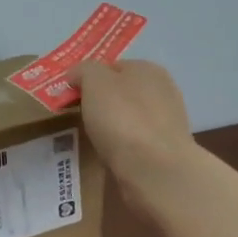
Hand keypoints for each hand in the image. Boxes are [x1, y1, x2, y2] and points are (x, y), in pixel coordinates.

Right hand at [71, 59, 196, 209]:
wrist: (154, 169)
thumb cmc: (122, 118)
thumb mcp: (95, 82)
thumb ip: (84, 71)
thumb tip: (77, 75)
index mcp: (147, 68)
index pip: (112, 67)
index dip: (89, 79)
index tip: (70, 97)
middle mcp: (163, 90)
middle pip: (122, 93)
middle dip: (101, 104)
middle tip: (77, 119)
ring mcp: (167, 122)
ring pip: (129, 118)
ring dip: (112, 127)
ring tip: (91, 141)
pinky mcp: (165, 150)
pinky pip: (135, 142)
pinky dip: (121, 147)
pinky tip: (109, 156)